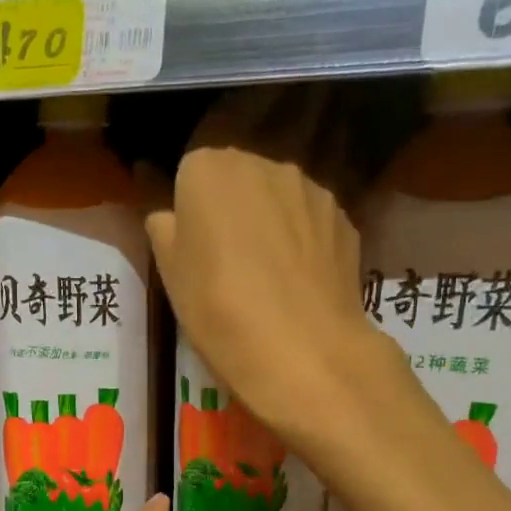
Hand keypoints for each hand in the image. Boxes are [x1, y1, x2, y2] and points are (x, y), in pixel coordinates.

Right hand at [143, 87, 391, 444]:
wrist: (301, 348)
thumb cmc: (218, 308)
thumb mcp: (170, 272)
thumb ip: (164, 228)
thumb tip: (167, 210)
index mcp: (210, 167)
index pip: (192, 172)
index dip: (191, 209)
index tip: (194, 246)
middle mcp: (264, 161)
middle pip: (240, 176)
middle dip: (233, 206)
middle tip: (228, 260)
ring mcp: (312, 187)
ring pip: (280, 196)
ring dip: (271, 221)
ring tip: (268, 275)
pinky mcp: (346, 218)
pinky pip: (312, 221)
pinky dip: (303, 241)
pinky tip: (299, 281)